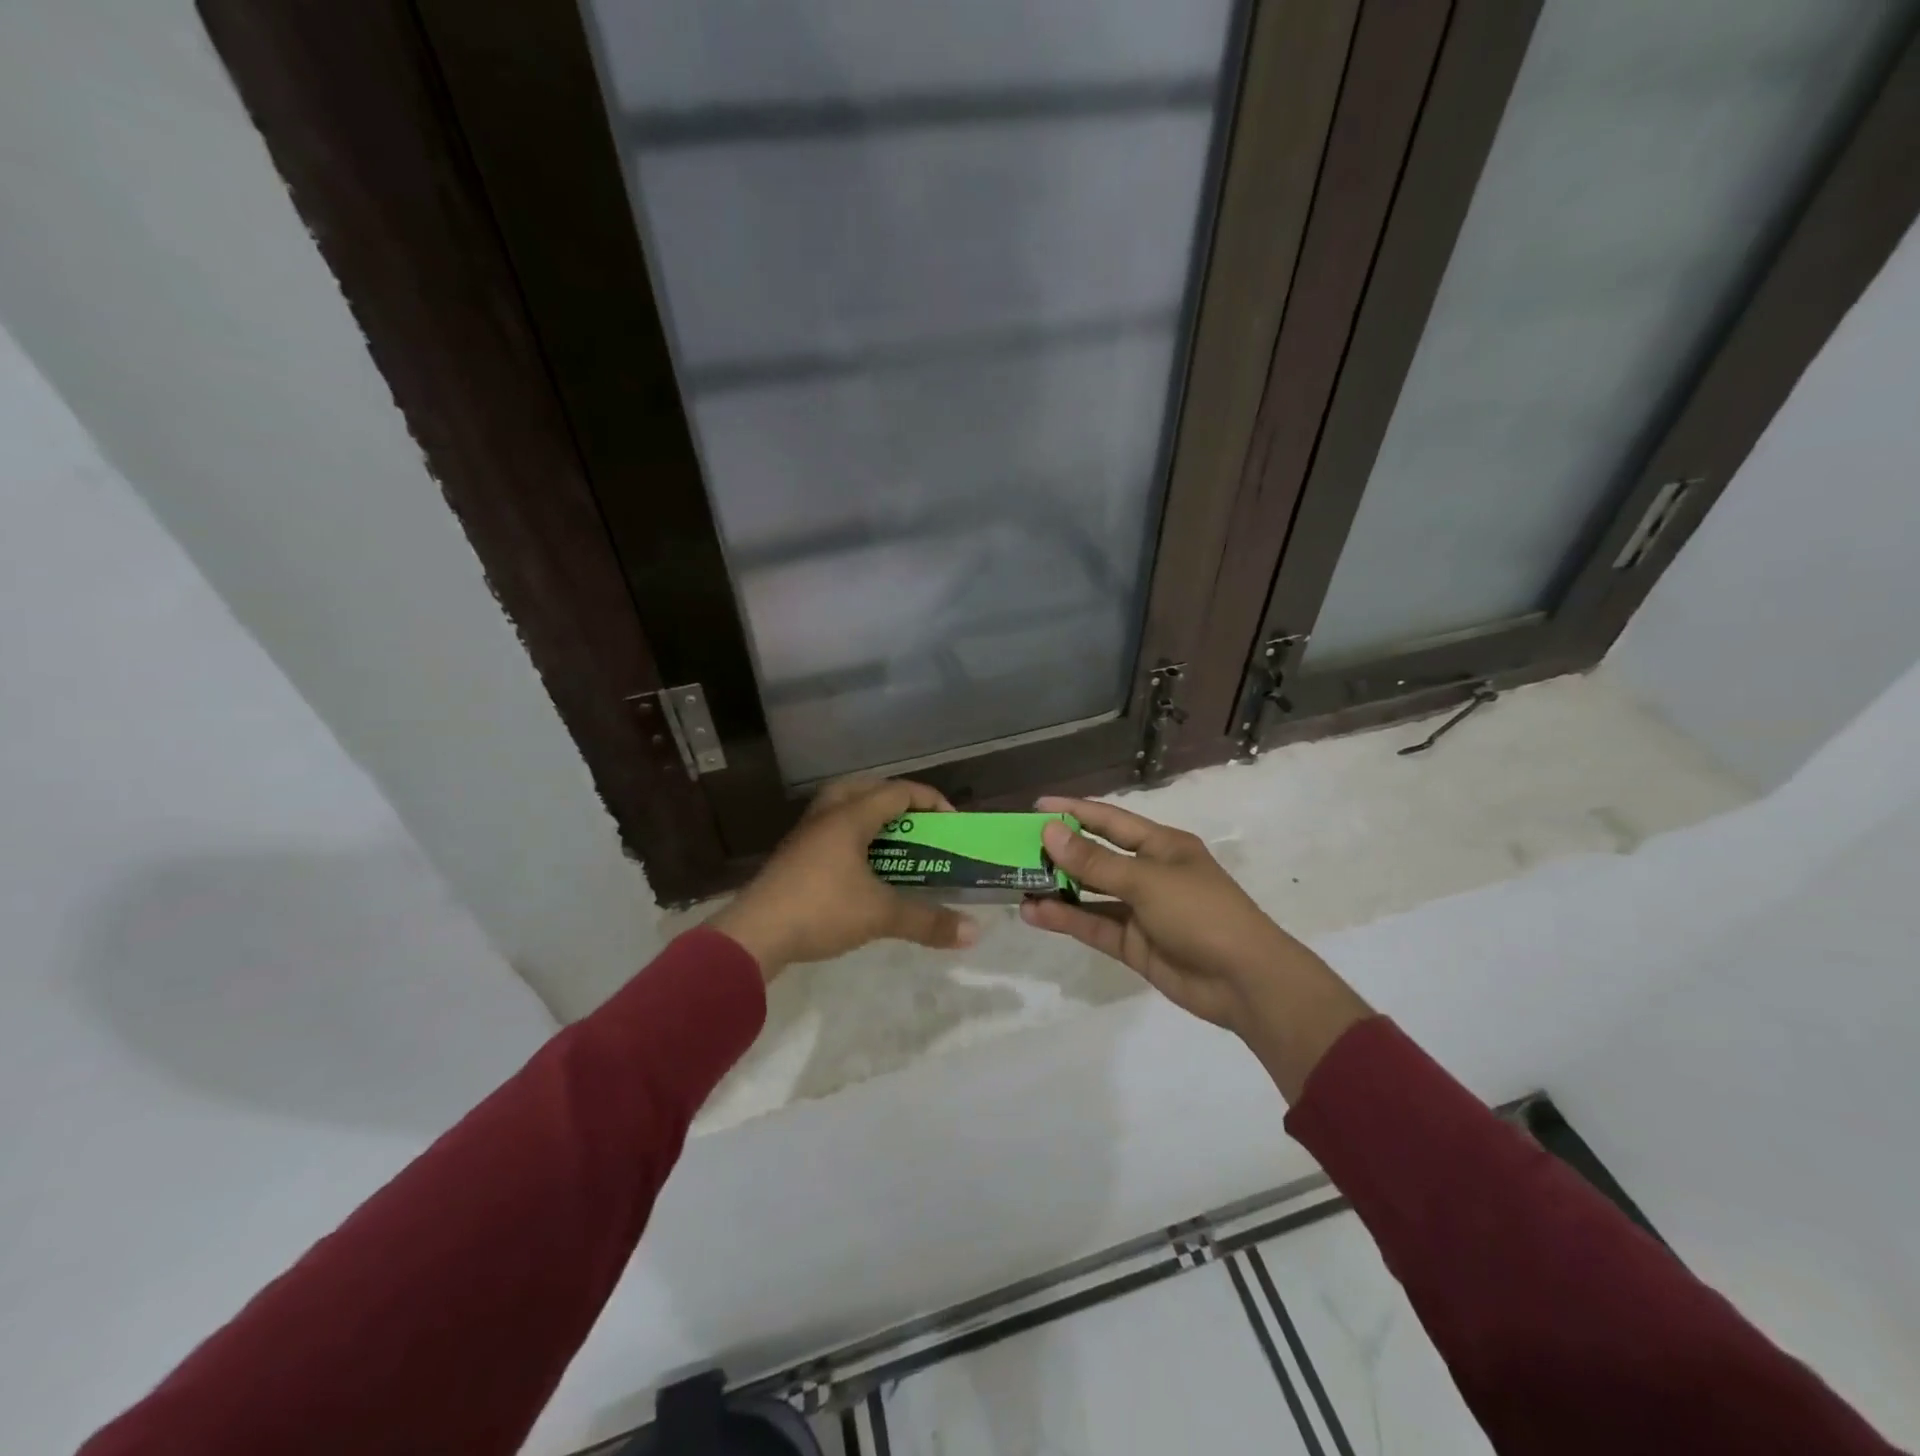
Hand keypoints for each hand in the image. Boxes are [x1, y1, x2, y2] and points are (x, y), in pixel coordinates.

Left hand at [708, 778, 978, 981]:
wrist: (754, 935)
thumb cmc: (820, 910)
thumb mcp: (880, 916)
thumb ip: (927, 921)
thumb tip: (974, 933)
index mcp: (849, 817)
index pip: (897, 791)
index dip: (930, 801)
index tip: (952, 825)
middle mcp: (826, 816)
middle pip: (864, 788)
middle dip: (895, 800)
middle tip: (916, 825)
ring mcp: (805, 835)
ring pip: (842, 806)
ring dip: (870, 817)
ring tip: (892, 843)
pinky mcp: (794, 856)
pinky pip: (830, 830)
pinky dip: (852, 836)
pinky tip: (862, 867)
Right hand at [1021, 796, 1370, 1097]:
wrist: (1245, 982)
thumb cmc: (1201, 913)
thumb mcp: (1146, 880)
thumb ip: (1095, 861)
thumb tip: (1049, 832)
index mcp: (1161, 846)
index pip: (1110, 820)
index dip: (1074, 811)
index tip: (1036, 807)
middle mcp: (1148, 873)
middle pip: (1096, 856)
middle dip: (1059, 852)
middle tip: (1015, 848)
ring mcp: (1140, 910)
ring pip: (1090, 894)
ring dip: (1057, 889)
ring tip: (1017, 882)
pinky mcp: (1133, 944)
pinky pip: (1094, 925)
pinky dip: (1066, 919)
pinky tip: (1035, 914)